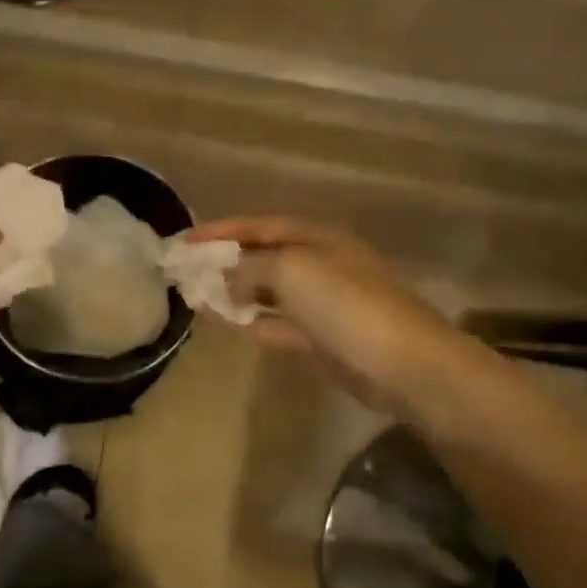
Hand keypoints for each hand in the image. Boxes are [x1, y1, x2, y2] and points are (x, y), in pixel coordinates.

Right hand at [186, 217, 452, 409]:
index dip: (222, 229)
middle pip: (262, 257)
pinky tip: (214, 319)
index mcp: (317, 238)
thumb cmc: (345, 302)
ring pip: (264, 292)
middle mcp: (317, 264)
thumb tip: (228, 279)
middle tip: (185, 269)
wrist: (401, 362)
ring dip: (230, 292)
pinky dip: (244, 320)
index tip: (185, 239)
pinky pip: (271, 323)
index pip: (260, 225)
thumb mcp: (291, 269)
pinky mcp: (316, 339)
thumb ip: (251, 267)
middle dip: (224, 261)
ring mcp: (317, 304)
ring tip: (192, 294)